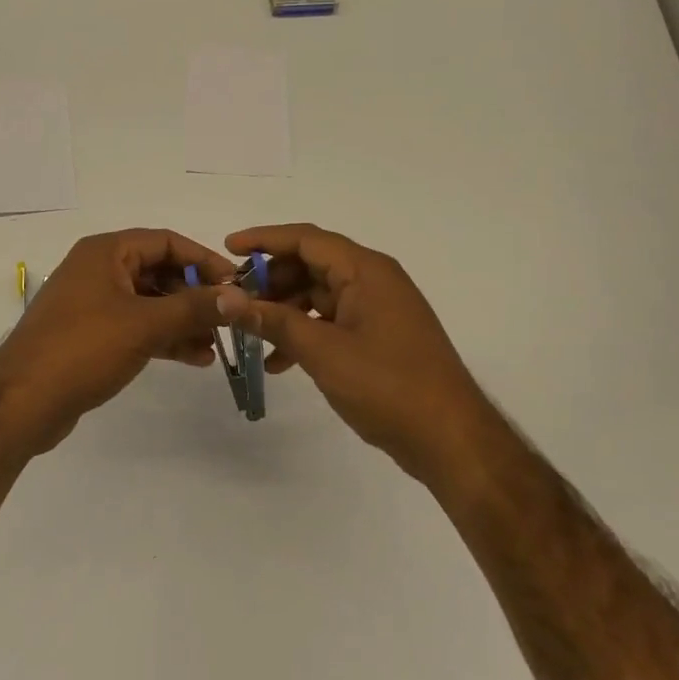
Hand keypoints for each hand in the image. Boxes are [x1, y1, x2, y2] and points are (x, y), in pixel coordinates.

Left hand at [0, 229, 235, 456]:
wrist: (22, 403)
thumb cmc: (83, 348)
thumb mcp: (144, 324)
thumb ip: (194, 307)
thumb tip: (239, 296)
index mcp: (106, 252)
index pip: (165, 241)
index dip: (202, 259)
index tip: (235, 284)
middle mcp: (98, 270)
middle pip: (158, 271)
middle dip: (195, 295)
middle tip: (228, 318)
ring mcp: (92, 304)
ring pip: (149, 302)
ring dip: (182, 320)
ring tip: (216, 344)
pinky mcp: (91, 335)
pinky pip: (136, 326)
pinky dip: (163, 337)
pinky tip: (194, 358)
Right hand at [218, 224, 486, 484]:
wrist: (451, 440)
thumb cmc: (388, 386)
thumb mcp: (323, 352)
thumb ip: (274, 321)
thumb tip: (227, 299)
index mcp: (366, 271)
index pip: (307, 239)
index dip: (264, 240)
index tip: (227, 248)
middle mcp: (373, 280)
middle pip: (311, 265)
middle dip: (270, 281)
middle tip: (233, 300)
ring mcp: (378, 310)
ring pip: (319, 296)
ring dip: (284, 311)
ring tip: (250, 335)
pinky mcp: (378, 337)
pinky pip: (332, 321)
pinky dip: (304, 333)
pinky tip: (278, 363)